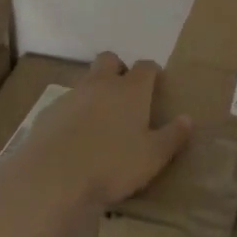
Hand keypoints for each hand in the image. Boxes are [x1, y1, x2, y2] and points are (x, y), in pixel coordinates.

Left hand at [16, 52, 191, 208]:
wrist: (54, 176)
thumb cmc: (112, 164)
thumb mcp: (152, 157)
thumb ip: (172, 136)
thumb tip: (187, 119)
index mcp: (130, 90)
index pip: (146, 67)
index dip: (152, 72)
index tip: (157, 84)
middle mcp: (101, 84)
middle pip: (110, 60)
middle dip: (119, 69)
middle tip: (126, 94)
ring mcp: (72, 96)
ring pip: (86, 81)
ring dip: (95, 92)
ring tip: (101, 122)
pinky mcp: (49, 112)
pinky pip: (66, 104)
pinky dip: (74, 113)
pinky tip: (75, 138)